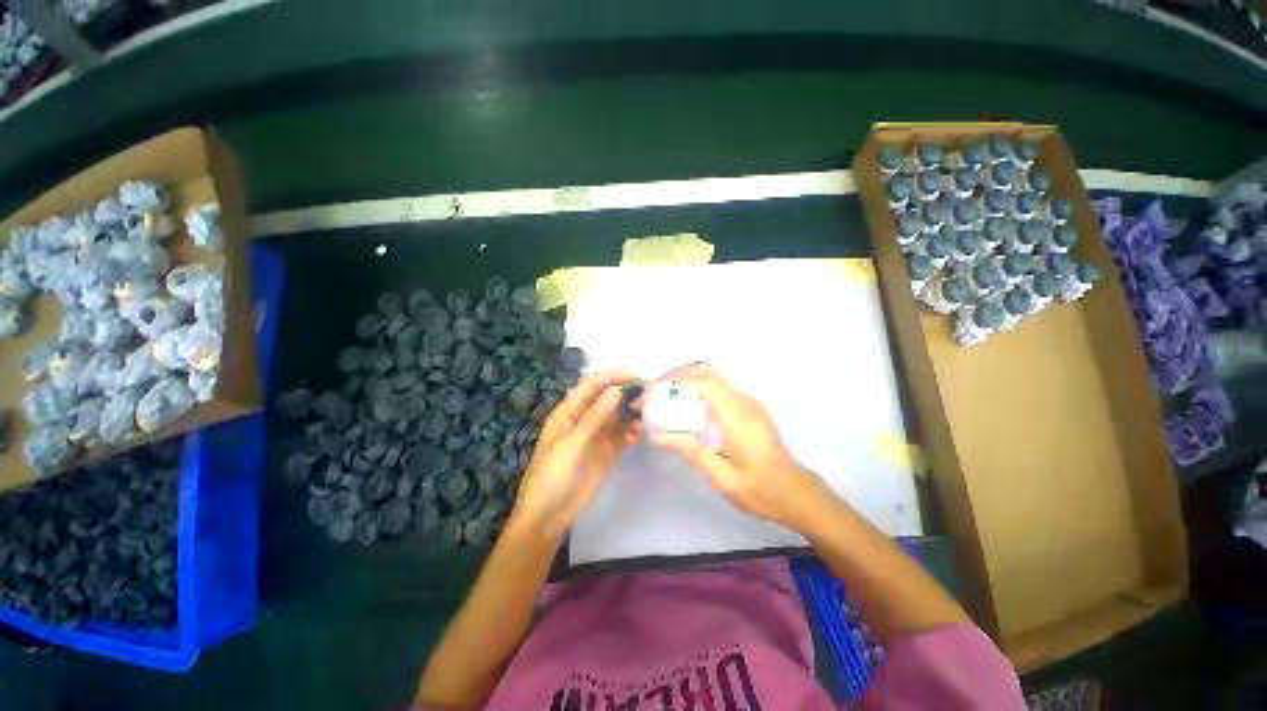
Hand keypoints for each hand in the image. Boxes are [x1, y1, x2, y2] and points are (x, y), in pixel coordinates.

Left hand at [511, 370, 637, 537]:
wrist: (549, 515)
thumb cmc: (552, 474)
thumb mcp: (572, 443)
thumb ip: (595, 416)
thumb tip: (617, 390)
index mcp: (570, 411)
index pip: (593, 385)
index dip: (613, 376)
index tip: (637, 374)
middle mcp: (585, 418)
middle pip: (608, 398)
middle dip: (627, 393)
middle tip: (650, 394)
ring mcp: (597, 435)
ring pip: (618, 416)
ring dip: (632, 413)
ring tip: (648, 415)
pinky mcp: (607, 452)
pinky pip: (623, 436)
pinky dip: (632, 433)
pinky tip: (640, 436)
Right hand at [649, 363, 826, 528]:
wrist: (797, 494)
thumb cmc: (760, 490)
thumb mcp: (720, 476)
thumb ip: (689, 451)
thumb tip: (656, 436)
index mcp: (737, 415)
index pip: (702, 381)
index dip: (673, 381)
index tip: (651, 393)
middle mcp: (743, 400)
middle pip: (706, 371)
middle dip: (677, 376)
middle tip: (654, 393)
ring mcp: (749, 401)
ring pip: (713, 376)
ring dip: (687, 380)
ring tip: (665, 398)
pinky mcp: (750, 407)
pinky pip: (720, 387)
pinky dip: (698, 388)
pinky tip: (687, 407)